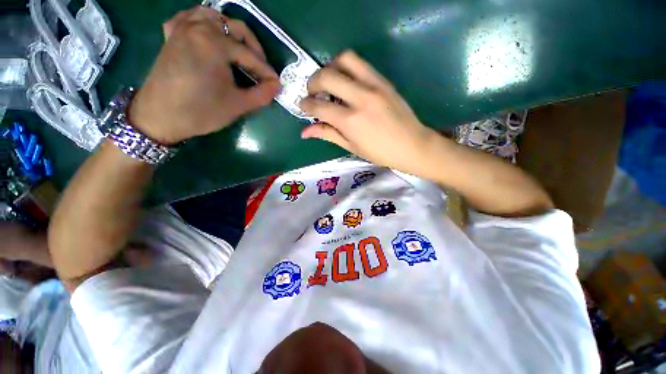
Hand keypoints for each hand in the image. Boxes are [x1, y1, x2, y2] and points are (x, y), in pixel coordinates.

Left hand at [129, 6, 280, 144]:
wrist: (160, 117)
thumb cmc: (201, 111)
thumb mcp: (238, 105)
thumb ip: (262, 94)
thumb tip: (277, 86)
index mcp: (215, 43)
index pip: (250, 55)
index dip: (266, 72)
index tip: (276, 84)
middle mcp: (199, 27)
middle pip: (235, 29)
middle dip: (254, 48)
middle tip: (261, 69)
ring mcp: (183, 28)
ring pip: (213, 16)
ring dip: (231, 31)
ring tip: (240, 49)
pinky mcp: (172, 36)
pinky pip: (189, 17)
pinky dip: (203, 21)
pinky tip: (208, 32)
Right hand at [299, 51, 436, 174]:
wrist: (412, 145)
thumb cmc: (380, 153)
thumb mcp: (351, 147)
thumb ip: (328, 134)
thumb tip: (305, 132)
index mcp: (351, 121)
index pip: (319, 105)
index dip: (306, 104)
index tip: (302, 106)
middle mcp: (360, 98)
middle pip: (327, 75)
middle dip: (312, 82)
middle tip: (312, 92)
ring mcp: (374, 85)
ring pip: (345, 59)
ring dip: (330, 67)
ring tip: (328, 82)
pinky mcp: (384, 80)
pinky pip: (361, 64)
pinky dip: (347, 68)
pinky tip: (346, 82)